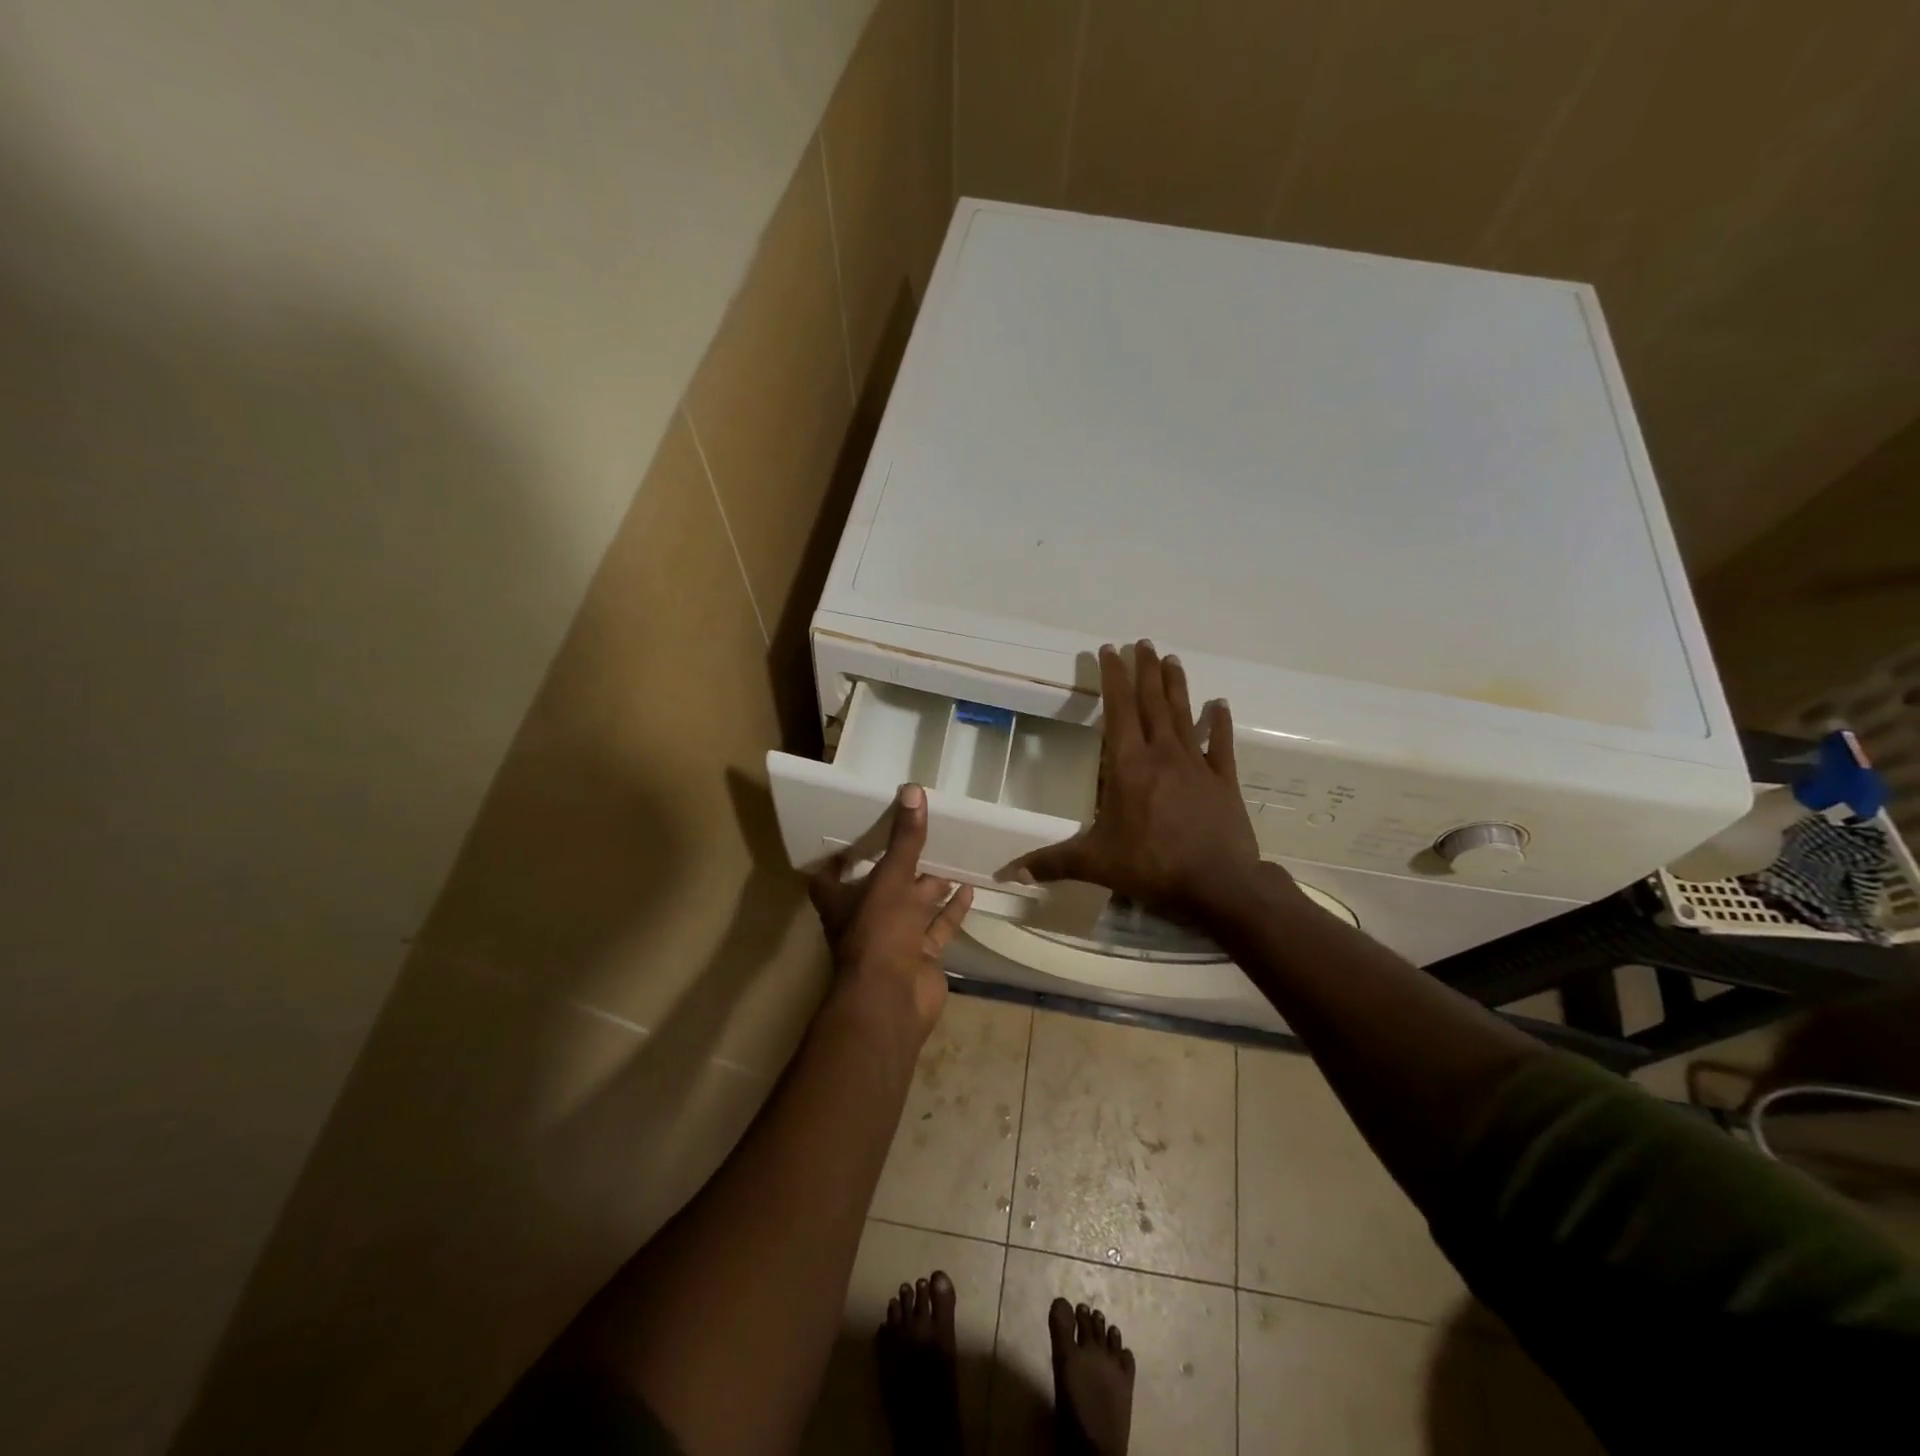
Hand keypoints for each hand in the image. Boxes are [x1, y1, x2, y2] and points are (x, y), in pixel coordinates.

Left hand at [810, 783, 973, 1040]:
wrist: (893, 1000)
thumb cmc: (879, 933)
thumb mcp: (891, 878)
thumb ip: (905, 839)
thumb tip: (912, 789)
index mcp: (843, 901)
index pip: (831, 876)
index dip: (840, 858)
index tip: (857, 833)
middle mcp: (866, 919)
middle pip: (881, 888)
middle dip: (899, 866)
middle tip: (919, 837)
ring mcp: (895, 940)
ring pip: (913, 908)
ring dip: (929, 887)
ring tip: (950, 858)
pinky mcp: (921, 956)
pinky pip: (939, 928)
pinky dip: (952, 910)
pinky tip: (969, 888)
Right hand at [1010, 641, 1275, 924]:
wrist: (1218, 884)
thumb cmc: (1151, 866)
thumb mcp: (1095, 864)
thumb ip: (1051, 863)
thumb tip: (1006, 873)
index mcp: (1128, 765)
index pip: (1119, 710)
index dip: (1113, 677)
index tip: (1110, 650)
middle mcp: (1162, 754)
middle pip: (1153, 702)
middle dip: (1145, 670)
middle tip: (1142, 643)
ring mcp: (1196, 764)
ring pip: (1184, 714)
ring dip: (1176, 686)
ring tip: (1171, 659)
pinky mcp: (1223, 781)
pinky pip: (1220, 745)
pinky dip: (1219, 723)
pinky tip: (1221, 705)